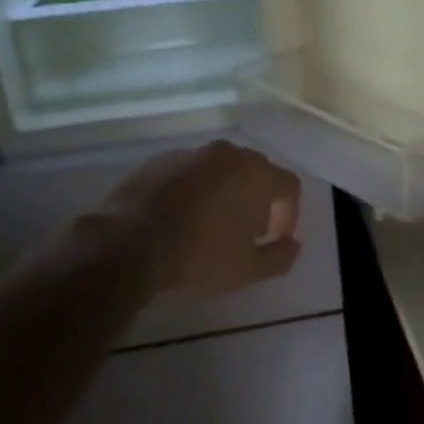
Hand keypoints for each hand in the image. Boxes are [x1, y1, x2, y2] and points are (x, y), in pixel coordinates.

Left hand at [99, 140, 303, 298]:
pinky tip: (181, 217)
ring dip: (226, 193)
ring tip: (212, 225)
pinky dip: (195, 190)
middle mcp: (228, 154)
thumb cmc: (200, 255)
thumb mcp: (249, 269)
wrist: (130, 242)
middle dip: (258, 201)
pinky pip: (190, 172)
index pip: (289, 186)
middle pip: (256, 172)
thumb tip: (293, 245)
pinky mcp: (159, 160)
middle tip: (247, 231)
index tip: (274, 239)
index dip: (289, 214)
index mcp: (256, 174)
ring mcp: (191, 153)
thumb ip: (280, 256)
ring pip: (221, 170)